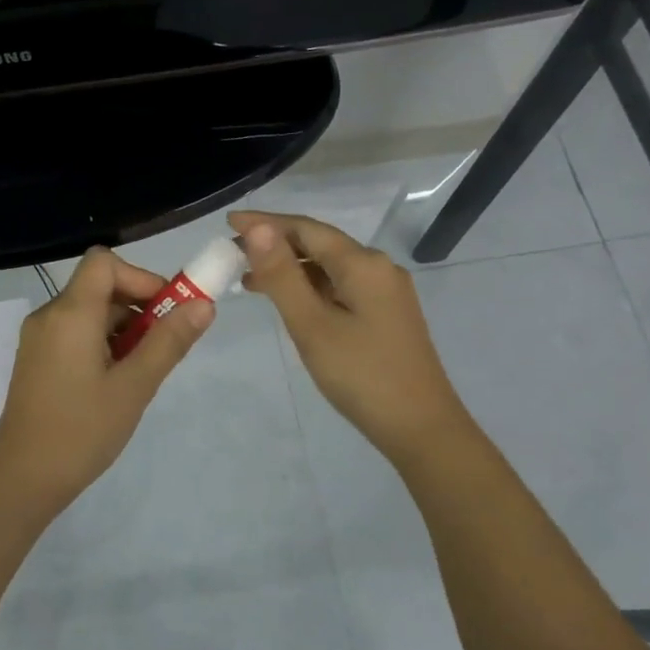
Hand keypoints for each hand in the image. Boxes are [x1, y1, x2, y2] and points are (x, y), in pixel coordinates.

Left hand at [0, 247, 213, 512]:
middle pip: (99, 287)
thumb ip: (168, 342)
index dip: (140, 277)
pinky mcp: (37, 360)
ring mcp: (39, 339)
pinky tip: (116, 382)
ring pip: (90, 312)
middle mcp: (49, 316)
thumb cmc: (81, 431)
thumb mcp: (134, 387)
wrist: (22, 480)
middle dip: (138, 307)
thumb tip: (203, 304)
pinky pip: (76, 333)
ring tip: (142, 372)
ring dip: (123, 329)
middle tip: (163, 348)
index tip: (166, 312)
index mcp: (70, 313)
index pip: (104, 262)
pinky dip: (103, 343)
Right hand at [229, 210, 470, 467]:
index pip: (305, 228)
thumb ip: (282, 275)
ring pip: (329, 267)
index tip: (228, 221)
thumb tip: (257, 228)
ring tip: (248, 279)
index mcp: (363, 264)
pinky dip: (310, 287)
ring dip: (290, 268)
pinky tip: (289, 301)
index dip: (265, 223)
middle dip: (275, 245)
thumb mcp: (311, 325)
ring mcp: (386, 292)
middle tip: (232, 253)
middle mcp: (378, 268)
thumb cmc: (361, 375)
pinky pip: (341, 286)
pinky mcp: (386, 314)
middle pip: (319, 244)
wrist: (421, 428)